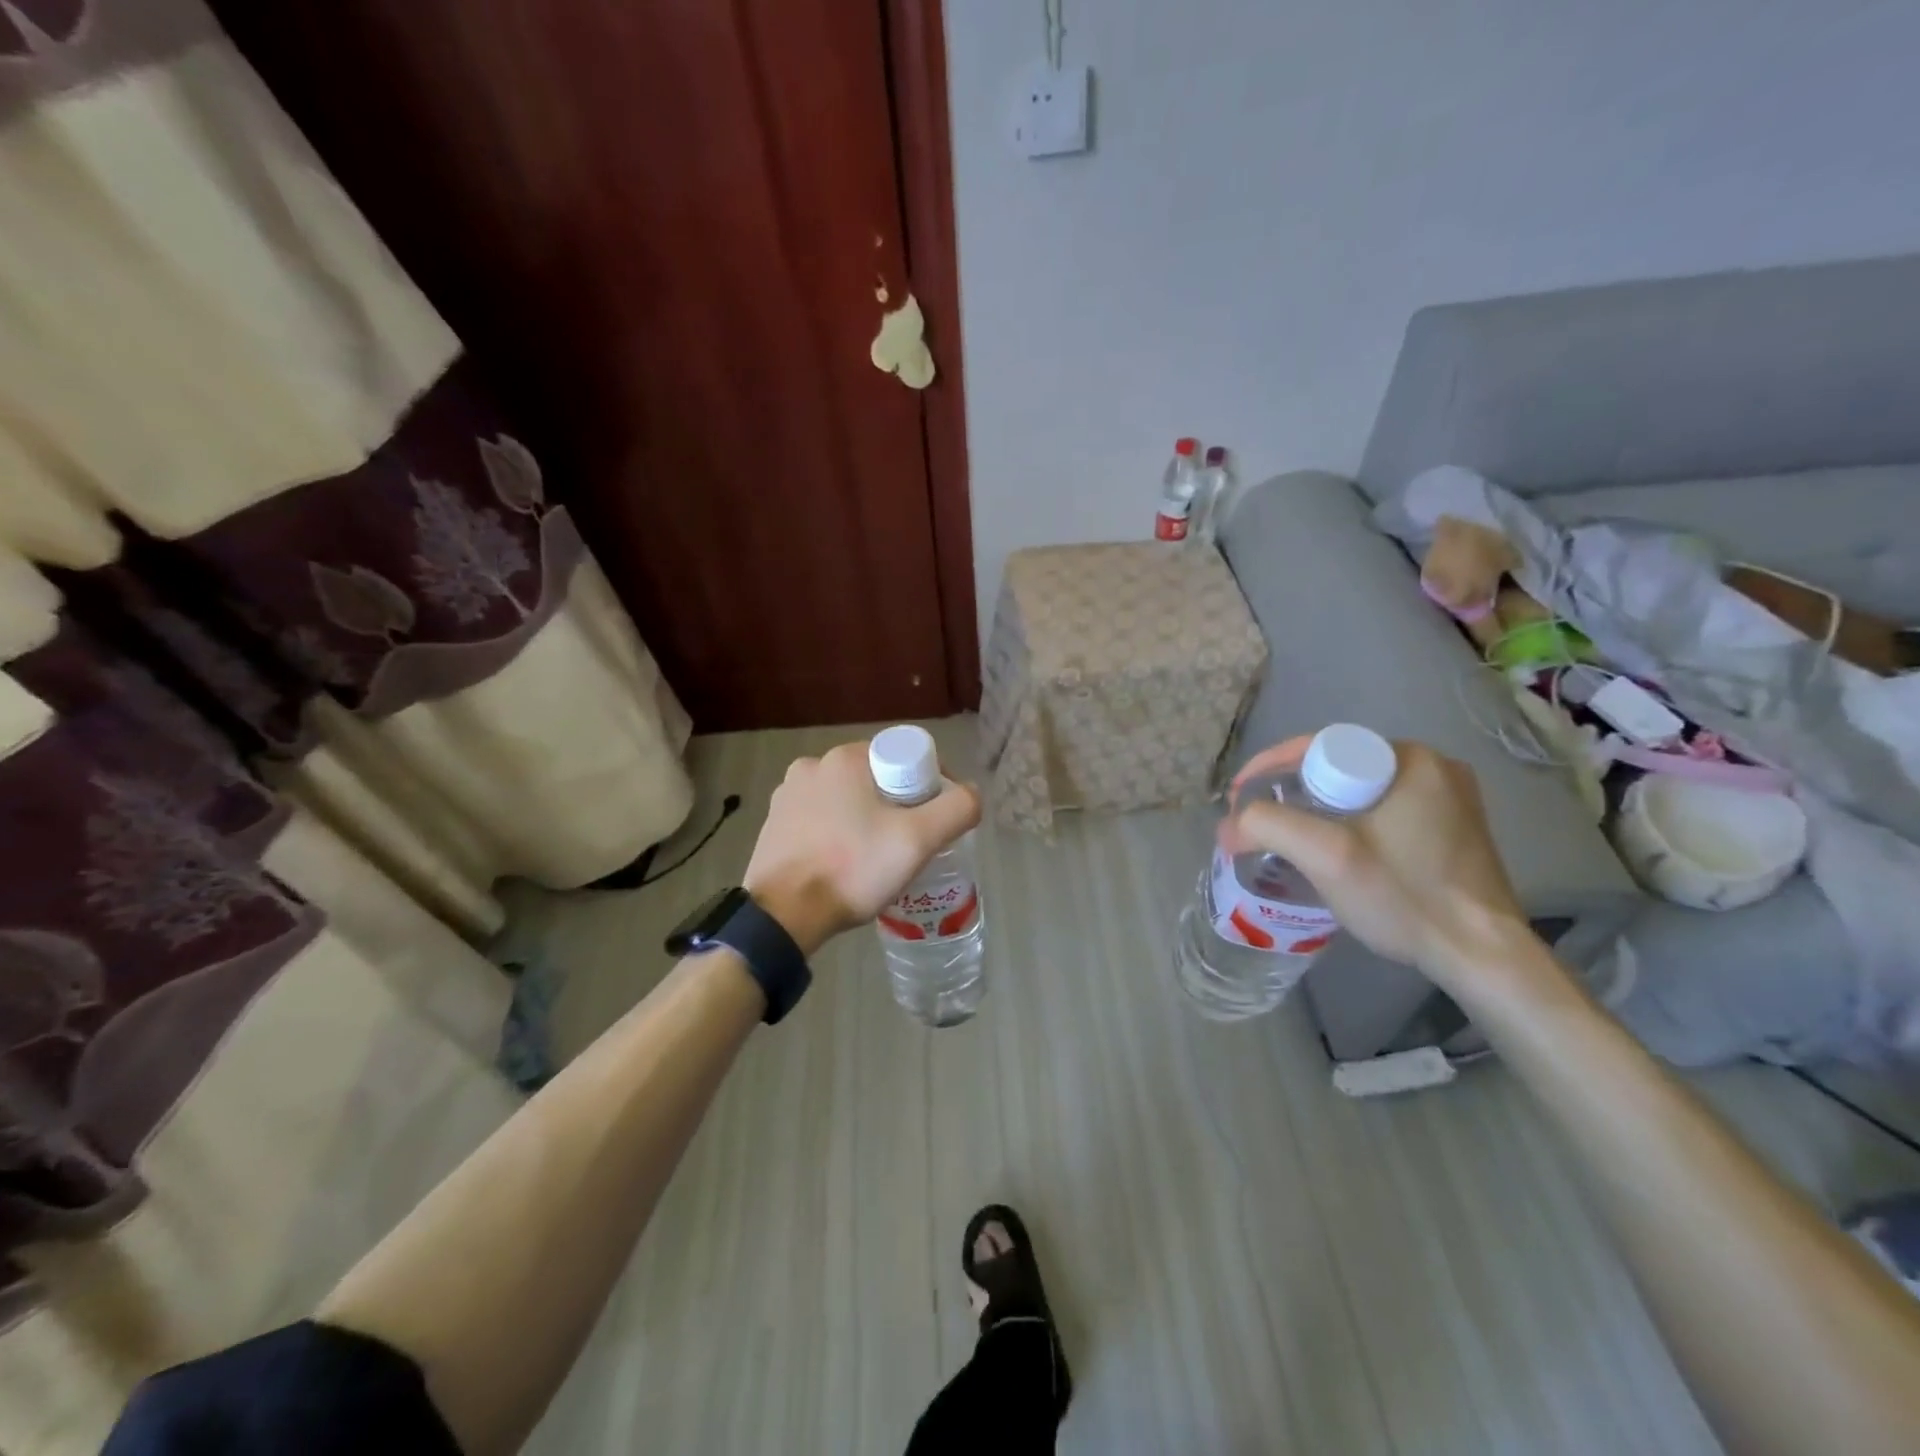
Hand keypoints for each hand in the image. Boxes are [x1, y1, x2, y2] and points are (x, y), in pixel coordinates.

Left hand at [743, 741, 981, 955]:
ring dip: (866, 819)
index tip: (936, 820)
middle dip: (898, 805)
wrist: (783, 916)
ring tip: (879, 858)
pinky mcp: (773, 824)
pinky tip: (845, 863)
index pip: (903, 758)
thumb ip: (957, 809)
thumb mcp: (918, 840)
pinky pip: (819, 820)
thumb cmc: (852, 869)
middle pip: (875, 779)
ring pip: (846, 800)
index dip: (929, 785)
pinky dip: (837, 834)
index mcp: (845, 758)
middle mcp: (811, 766)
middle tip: (911, 843)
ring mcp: (787, 796)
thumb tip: (970, 792)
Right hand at [1230, 738, 1540, 995]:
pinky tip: (1333, 851)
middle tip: (1259, 822)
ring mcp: (1449, 798)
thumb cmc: (1406, 896)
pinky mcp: (1452, 829)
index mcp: (1409, 758)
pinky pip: (1382, 810)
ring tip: (1286, 838)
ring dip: (1318, 809)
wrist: (1484, 958)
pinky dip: (1349, 823)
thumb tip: (1227, 827)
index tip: (1240, 800)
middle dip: (1290, 792)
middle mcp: (1434, 766)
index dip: (1269, 769)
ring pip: (1358, 791)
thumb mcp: (1326, 857)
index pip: (1317, 747)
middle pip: (1336, 768)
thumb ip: (1267, 827)